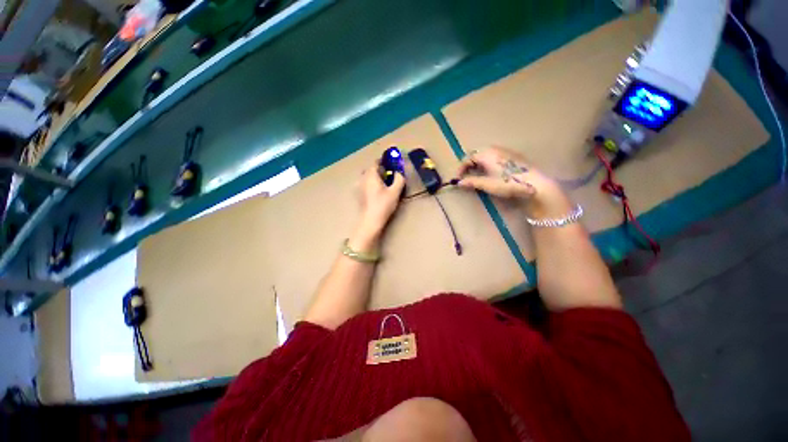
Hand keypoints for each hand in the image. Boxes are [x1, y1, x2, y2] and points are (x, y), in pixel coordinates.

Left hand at [355, 163, 404, 239]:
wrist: (371, 220)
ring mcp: (359, 187)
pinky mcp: (358, 195)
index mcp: (371, 175)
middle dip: (378, 169)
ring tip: (382, 183)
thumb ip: (399, 179)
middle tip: (388, 175)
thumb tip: (399, 172)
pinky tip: (376, 192)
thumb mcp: (395, 192)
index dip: (383, 161)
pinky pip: (364, 184)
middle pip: (370, 169)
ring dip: (373, 177)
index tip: (390, 163)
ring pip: (366, 177)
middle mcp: (363, 178)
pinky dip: (370, 184)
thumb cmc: (383, 205)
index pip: (375, 163)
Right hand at [456, 146, 570, 217]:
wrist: (535, 183)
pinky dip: (487, 163)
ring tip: (477, 176)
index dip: (460, 169)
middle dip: (468, 165)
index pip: (467, 158)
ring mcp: (505, 151)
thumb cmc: (508, 183)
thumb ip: (471, 182)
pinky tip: (491, 173)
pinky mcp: (513, 156)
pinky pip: (494, 156)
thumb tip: (458, 183)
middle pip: (476, 154)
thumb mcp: (487, 184)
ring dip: (478, 164)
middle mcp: (495, 149)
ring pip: (486, 155)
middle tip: (466, 177)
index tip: (457, 179)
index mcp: (486, 154)